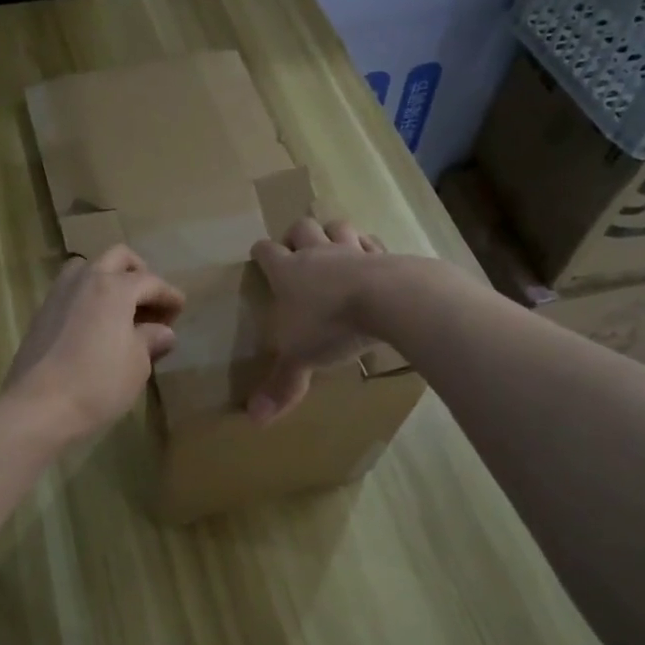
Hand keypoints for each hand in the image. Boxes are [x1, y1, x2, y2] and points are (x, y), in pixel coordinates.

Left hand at [6, 245, 184, 444]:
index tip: (180, 308)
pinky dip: (87, 297)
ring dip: (108, 278)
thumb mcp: (137, 365)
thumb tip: (162, 332)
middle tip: (150, 301)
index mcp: (115, 288)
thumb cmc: (98, 383)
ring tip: (119, 308)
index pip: (150, 281)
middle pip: (118, 257)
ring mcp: (59, 294)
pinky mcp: (41, 313)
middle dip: (139, 273)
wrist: (38, 406)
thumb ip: (151, 341)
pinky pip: (70, 290)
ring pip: (87, 267)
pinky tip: (95, 324)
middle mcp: (86, 279)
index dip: (169, 295)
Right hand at [247, 218, 389, 424]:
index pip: (266, 250)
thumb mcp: (300, 360)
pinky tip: (372, 262)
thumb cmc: (332, 326)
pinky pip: (373, 242)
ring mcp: (352, 249)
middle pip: (301, 227)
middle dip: (296, 235)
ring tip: (334, 249)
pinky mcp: (385, 254)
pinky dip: (369, 248)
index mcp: (288, 272)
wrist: (389, 301)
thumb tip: (254, 419)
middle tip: (298, 252)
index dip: (261, 253)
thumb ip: (280, 385)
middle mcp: (317, 253)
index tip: (260, 258)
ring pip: (337, 226)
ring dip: (333, 233)